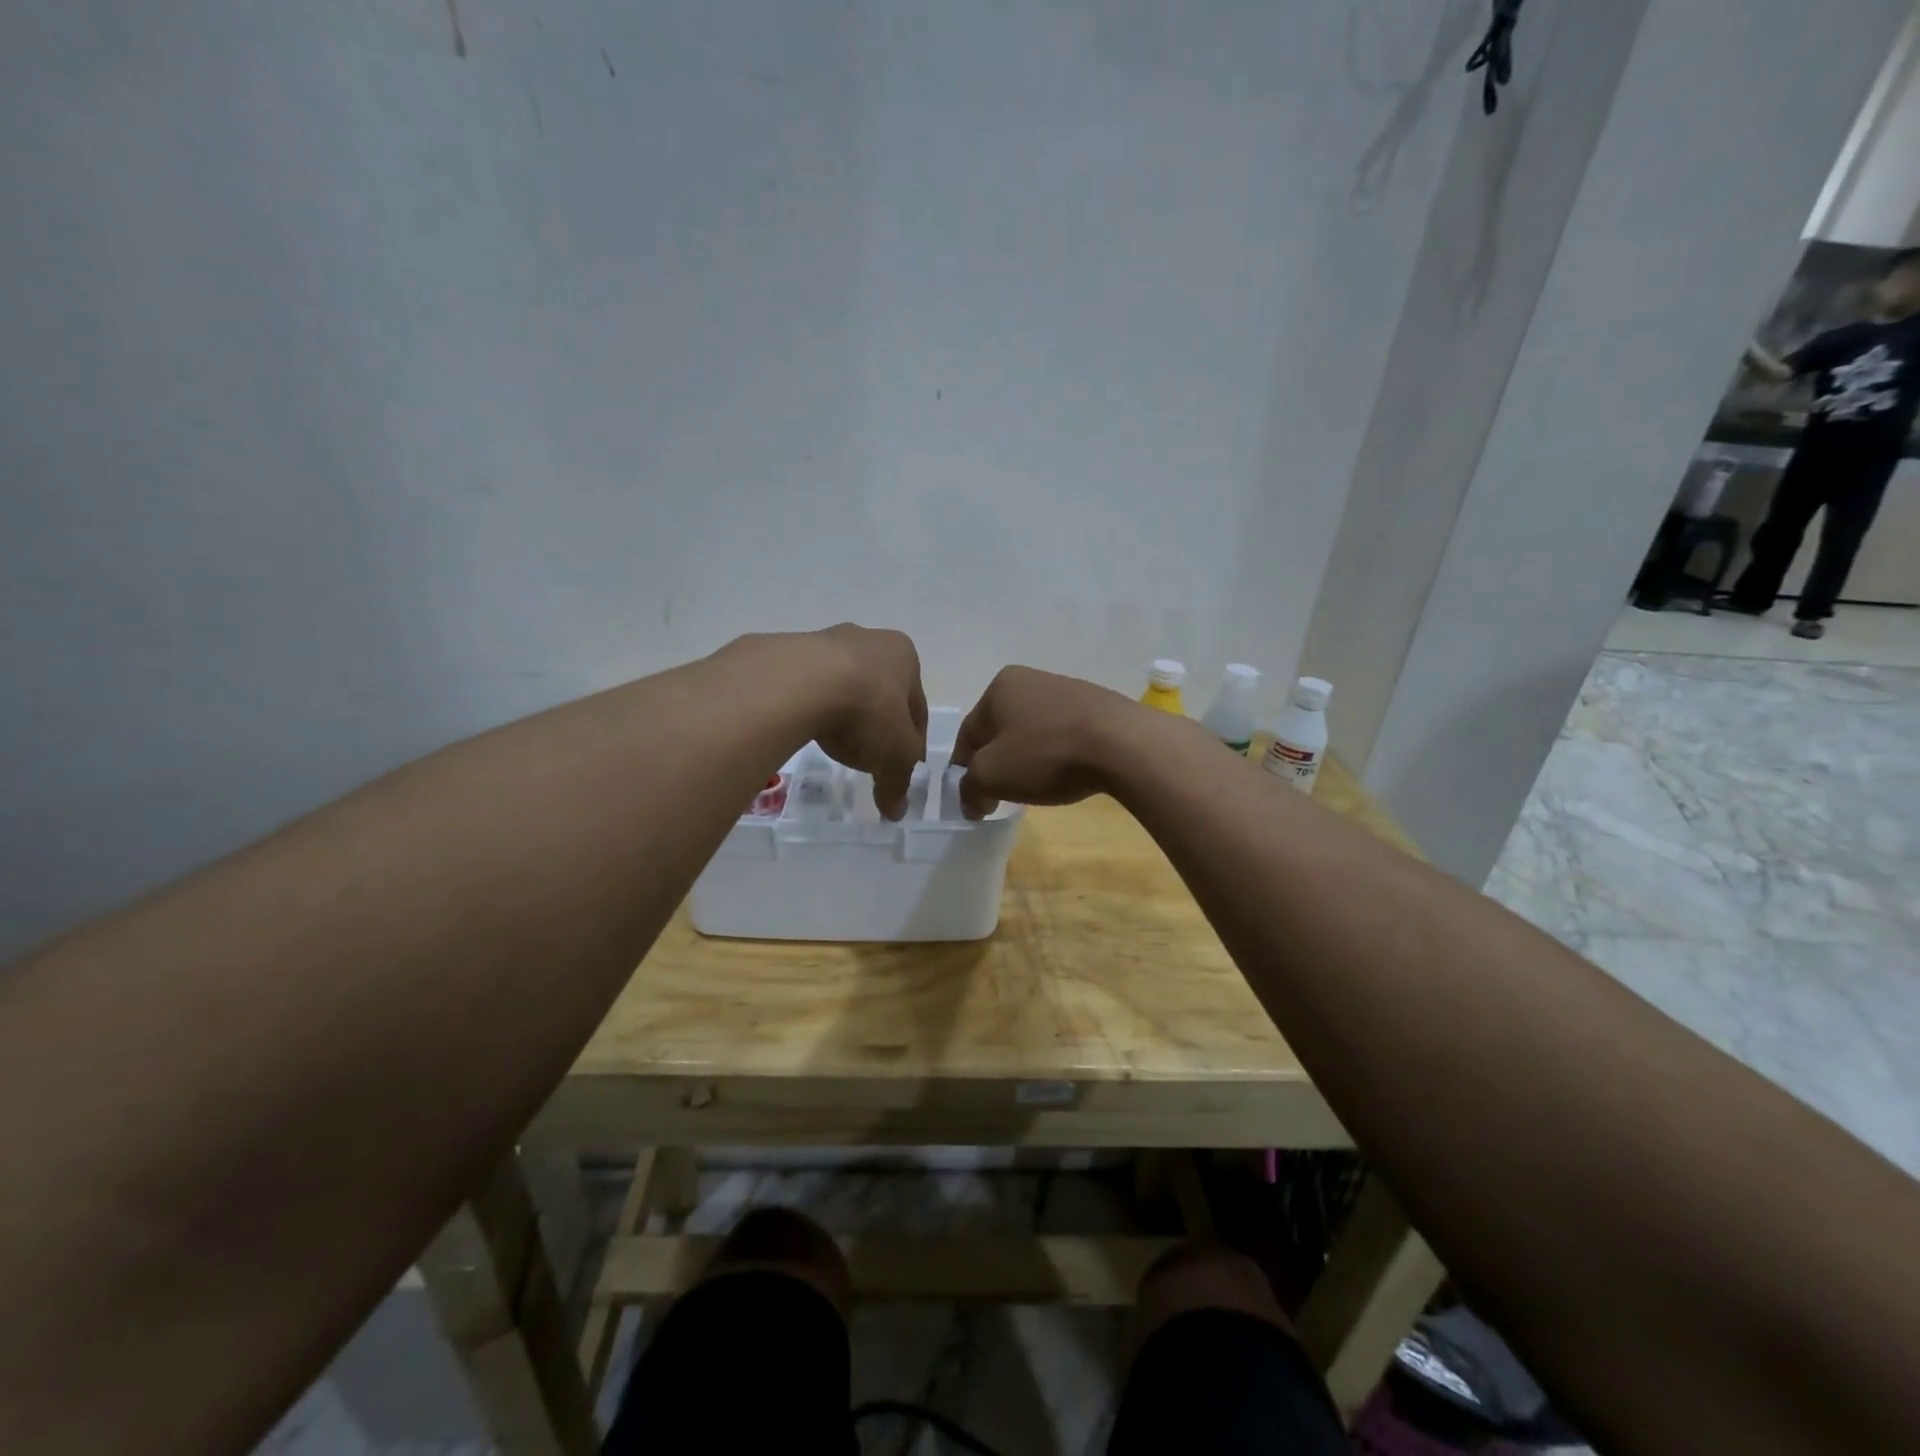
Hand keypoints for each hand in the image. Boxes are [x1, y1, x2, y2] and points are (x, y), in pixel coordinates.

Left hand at [809, 624, 927, 820]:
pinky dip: (811, 707)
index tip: (902, 765)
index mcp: (904, 656)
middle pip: (880, 691)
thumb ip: (898, 784)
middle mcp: (869, 639)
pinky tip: (805, 729)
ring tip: (832, 744)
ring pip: (843, 685)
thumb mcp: (895, 758)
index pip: (917, 707)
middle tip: (868, 755)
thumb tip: (896, 810)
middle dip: (877, 722)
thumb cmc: (866, 711)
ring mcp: (826, 640)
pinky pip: (807, 687)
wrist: (799, 683)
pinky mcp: (789, 651)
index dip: (913, 741)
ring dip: (842, 712)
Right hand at [950, 666, 1138, 817]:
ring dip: (1028, 759)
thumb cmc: (1046, 753)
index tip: (973, 798)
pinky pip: (1063, 735)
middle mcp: (1031, 679)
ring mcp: (1067, 690)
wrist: (1123, 744)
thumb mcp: (992, 776)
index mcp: (1000, 686)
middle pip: (1001, 731)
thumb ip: (969, 788)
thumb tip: (970, 800)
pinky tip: (1067, 773)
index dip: (964, 770)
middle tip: (1003, 794)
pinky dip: (1058, 755)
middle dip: (998, 763)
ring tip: (1038, 786)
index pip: (969, 734)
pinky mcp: (1097, 706)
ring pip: (1033, 732)